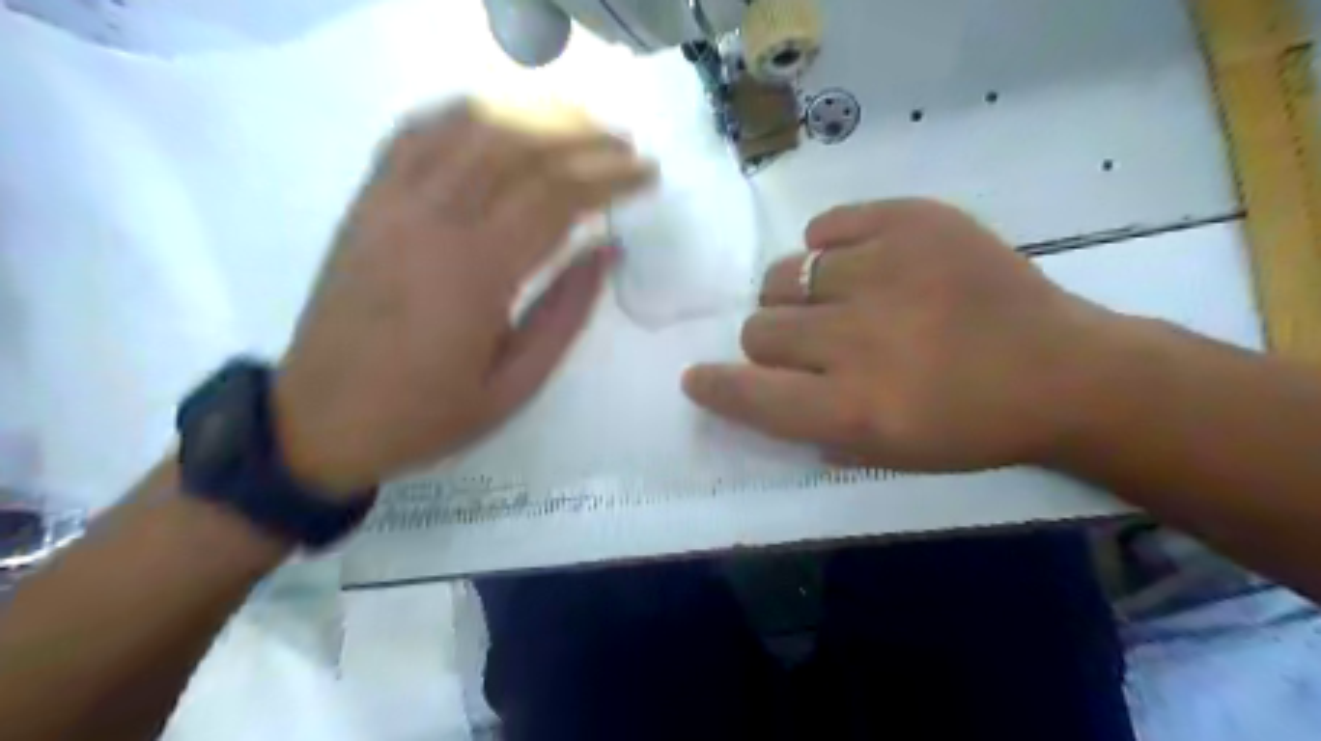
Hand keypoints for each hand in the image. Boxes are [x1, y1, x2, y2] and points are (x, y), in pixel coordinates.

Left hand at [274, 101, 654, 495]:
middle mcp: (433, 221)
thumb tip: (606, 251)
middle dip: (582, 136)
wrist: (321, 422)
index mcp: (477, 272)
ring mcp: (391, 204)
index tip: (646, 174)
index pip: (557, 197)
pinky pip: (414, 134)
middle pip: (518, 147)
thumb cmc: (428, 413)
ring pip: (468, 128)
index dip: (609, 177)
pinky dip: (462, 114)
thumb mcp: (516, 385)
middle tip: (623, 143)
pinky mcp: (366, 203)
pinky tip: (497, 116)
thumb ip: (565, 314)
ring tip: (576, 124)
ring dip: (530, 115)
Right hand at [686, 199, 1129, 471]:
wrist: (1064, 369)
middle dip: (773, 343)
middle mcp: (857, 339)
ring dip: (799, 296)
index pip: (748, 392)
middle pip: (759, 328)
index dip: (714, 385)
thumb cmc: (971, 426)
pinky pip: (827, 227)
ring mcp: (885, 270)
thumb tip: (755, 388)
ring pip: (785, 274)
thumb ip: (808, 425)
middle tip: (812, 345)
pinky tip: (862, 263)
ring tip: (840, 300)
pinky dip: (831, 247)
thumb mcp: (885, 455)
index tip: (698, 377)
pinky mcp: (912, 221)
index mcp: (854, 408)